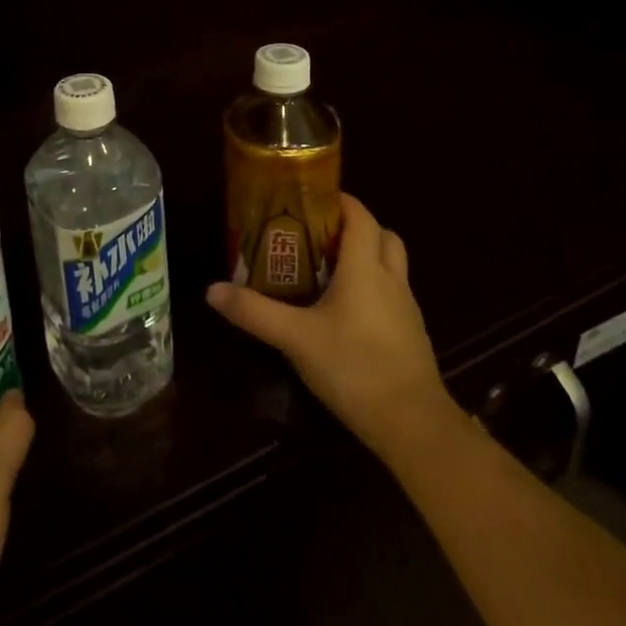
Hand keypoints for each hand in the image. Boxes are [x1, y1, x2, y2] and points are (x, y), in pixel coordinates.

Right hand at [208, 192, 453, 457]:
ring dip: (366, 257)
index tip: (312, 198)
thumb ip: (254, 312)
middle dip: (355, 227)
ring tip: (327, 270)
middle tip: (319, 234)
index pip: (361, 217)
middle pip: (383, 236)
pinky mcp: (411, 335)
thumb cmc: (354, 367)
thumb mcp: (295, 338)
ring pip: (391, 265)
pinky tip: (345, 311)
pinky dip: (373, 288)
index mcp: (366, 269)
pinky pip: (393, 294)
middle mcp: (391, 281)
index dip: (341, 201)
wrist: (413, 426)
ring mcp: (406, 309)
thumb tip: (212, 290)